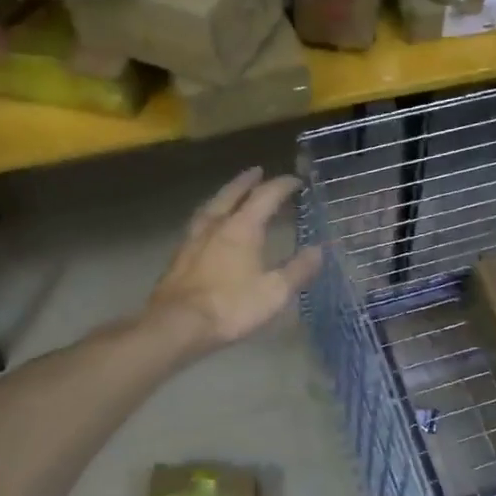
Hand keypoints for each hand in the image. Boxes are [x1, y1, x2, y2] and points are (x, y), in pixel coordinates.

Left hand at [144, 167, 322, 354]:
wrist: (176, 325)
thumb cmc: (230, 306)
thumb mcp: (274, 292)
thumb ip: (298, 270)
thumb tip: (319, 250)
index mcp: (242, 228)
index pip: (265, 196)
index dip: (282, 185)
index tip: (296, 180)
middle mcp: (215, 225)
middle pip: (232, 194)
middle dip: (247, 182)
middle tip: (257, 171)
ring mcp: (193, 239)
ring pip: (211, 207)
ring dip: (224, 196)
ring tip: (232, 194)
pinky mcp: (179, 256)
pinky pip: (198, 224)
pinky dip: (210, 216)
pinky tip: (209, 226)